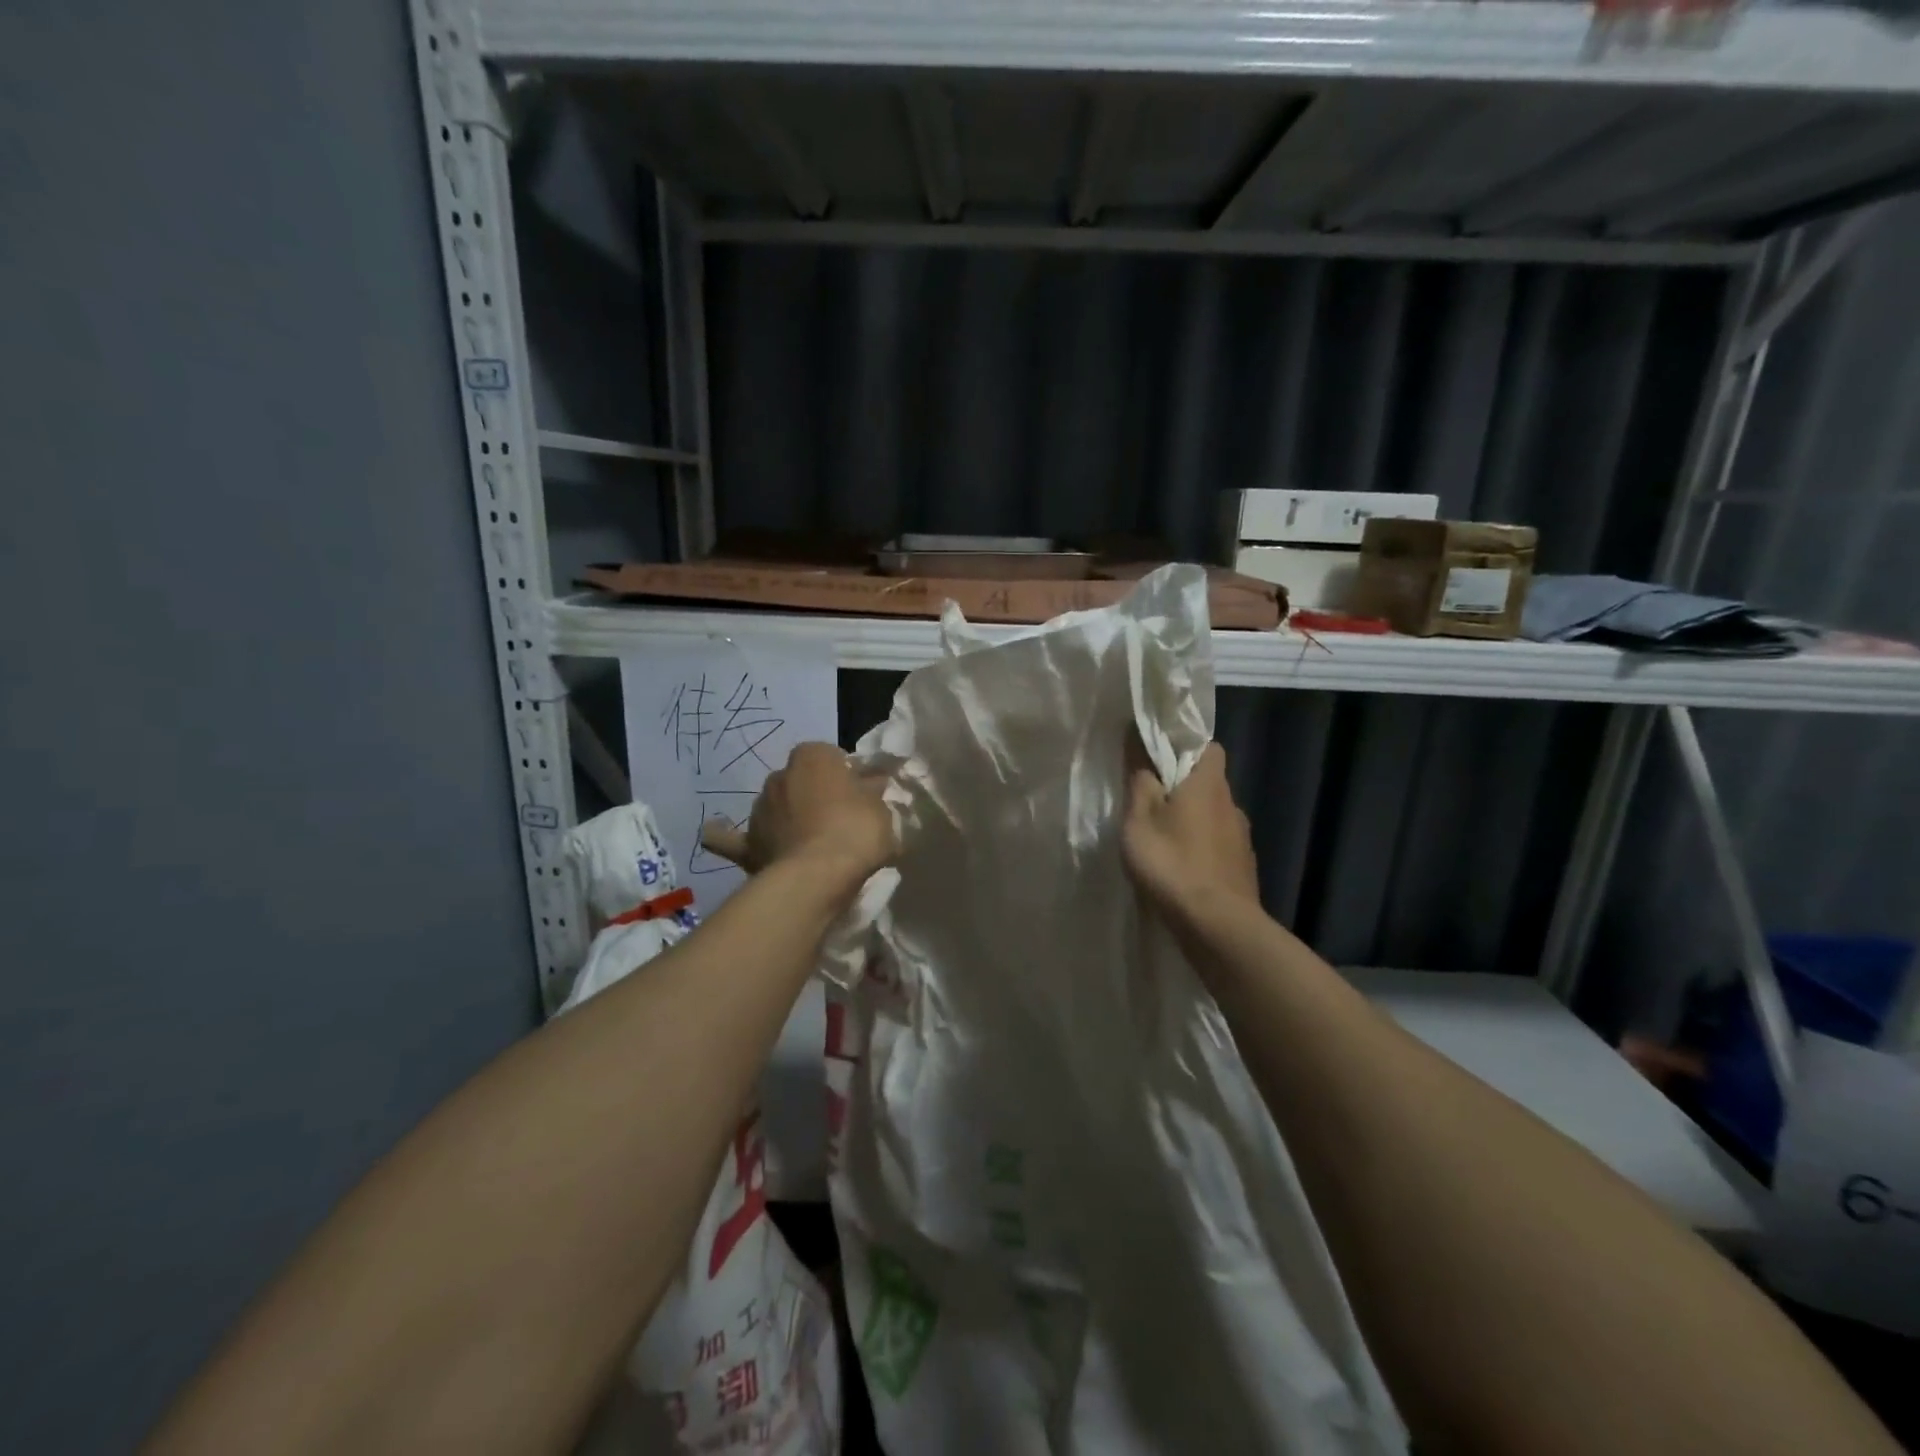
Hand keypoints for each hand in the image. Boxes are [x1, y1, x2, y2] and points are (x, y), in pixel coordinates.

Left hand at [700, 742, 893, 884]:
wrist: (816, 878)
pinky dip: (724, 835)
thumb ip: (871, 790)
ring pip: (774, 806)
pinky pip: (731, 838)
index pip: (831, 757)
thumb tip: (871, 779)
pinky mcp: (746, 844)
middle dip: (814, 795)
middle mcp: (779, 775)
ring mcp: (758, 809)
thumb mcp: (879, 807)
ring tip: (806, 843)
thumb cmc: (855, 832)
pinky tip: (714, 832)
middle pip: (801, 781)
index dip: (846, 776)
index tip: (860, 797)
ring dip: (786, 817)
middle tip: (838, 821)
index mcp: (812, 757)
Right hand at [1122, 739, 1259, 923]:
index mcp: (1208, 785)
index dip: (1185, 747)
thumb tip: (1140, 742)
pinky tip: (1182, 870)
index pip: (1209, 747)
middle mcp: (1232, 805)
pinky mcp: (1243, 868)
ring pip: (1214, 816)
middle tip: (1151, 804)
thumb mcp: (1139, 820)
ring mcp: (1242, 839)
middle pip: (1208, 784)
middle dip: (1183, 789)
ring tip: (1164, 842)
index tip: (1158, 759)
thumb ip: (1140, 781)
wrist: (1217, 925)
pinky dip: (1202, 850)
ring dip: (1192, 822)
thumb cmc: (1172, 863)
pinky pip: (1218, 846)